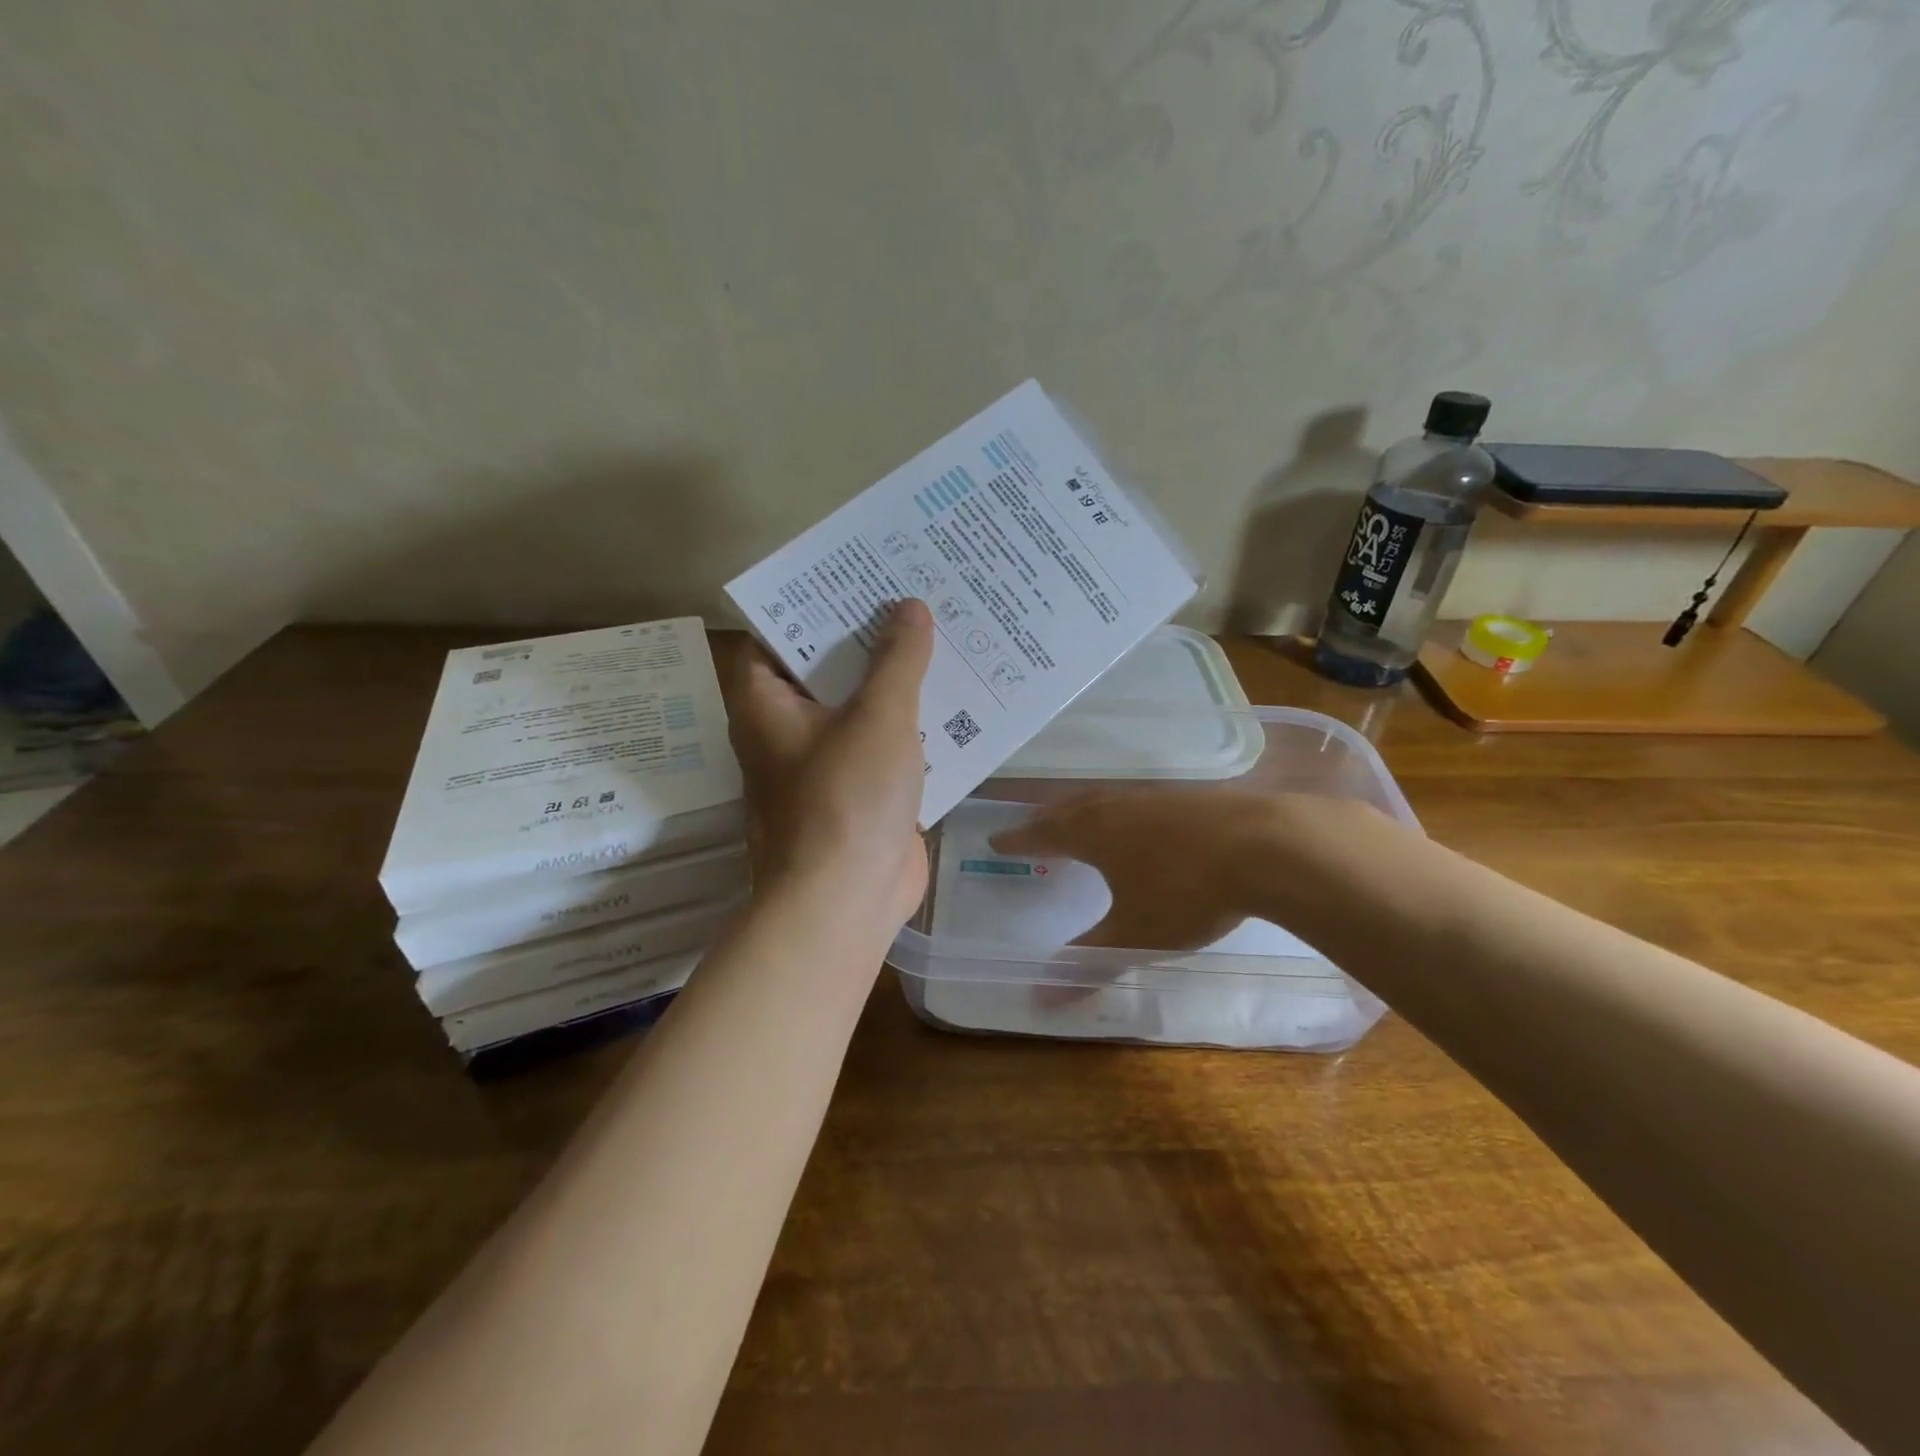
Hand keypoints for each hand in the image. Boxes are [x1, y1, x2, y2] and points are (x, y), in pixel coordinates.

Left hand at [728, 599, 934, 927]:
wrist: (847, 901)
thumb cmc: (846, 799)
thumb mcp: (878, 716)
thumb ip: (897, 659)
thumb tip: (909, 606)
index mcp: (767, 704)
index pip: (776, 634)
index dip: (813, 603)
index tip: (856, 576)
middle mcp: (787, 729)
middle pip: (825, 668)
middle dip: (867, 637)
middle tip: (912, 595)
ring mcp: (824, 763)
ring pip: (859, 706)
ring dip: (894, 680)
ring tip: (940, 635)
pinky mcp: (859, 792)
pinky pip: (884, 744)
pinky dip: (911, 724)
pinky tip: (955, 699)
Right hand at [989, 787, 1279, 951]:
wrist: (1267, 845)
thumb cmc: (1186, 893)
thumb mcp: (1135, 936)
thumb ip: (1089, 964)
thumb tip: (1040, 1000)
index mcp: (1095, 834)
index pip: (1044, 835)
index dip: (1020, 839)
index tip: (997, 839)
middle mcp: (1119, 807)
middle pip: (1072, 808)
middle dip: (1048, 820)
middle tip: (1033, 827)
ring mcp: (1158, 797)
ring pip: (1108, 799)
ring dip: (1086, 810)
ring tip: (1080, 820)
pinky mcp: (1193, 797)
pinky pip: (1142, 800)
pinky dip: (1126, 810)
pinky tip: (1144, 821)